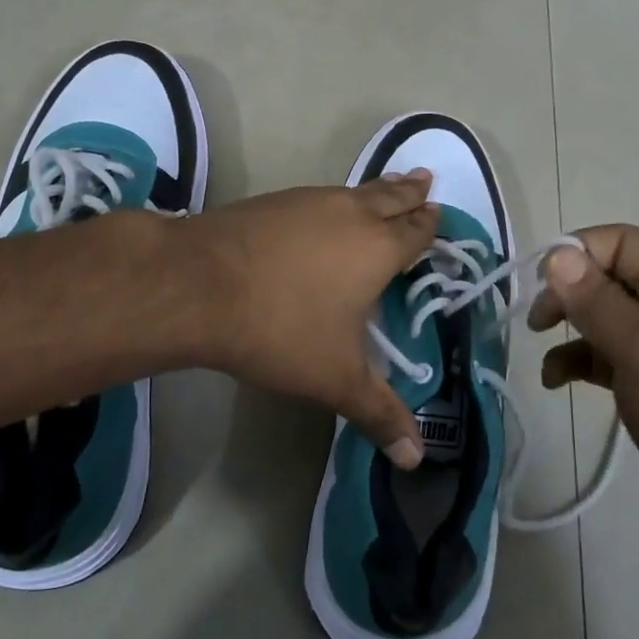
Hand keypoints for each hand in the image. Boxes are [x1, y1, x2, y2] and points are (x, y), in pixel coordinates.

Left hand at [178, 172, 438, 467]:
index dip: (430, 225)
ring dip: (375, 190)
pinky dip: (333, 199)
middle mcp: (348, 214)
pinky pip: (316, 196)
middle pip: (389, 196)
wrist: (198, 286)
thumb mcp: (336, 380)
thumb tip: (414, 459)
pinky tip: (321, 210)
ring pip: (353, 190)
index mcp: (377, 249)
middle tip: (426, 179)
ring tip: (386, 187)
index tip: (440, 214)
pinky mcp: (271, 202)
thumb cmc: (280, 330)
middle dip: (410, 192)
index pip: (415, 232)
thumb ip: (379, 414)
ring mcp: (306, 202)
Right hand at [528, 225, 638, 546]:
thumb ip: (596, 300)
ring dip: (569, 328)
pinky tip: (555, 380)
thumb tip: (555, 255)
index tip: (540, 286)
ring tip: (544, 349)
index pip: (622, 241)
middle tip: (539, 321)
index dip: (576, 254)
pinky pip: (604, 351)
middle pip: (609, 275)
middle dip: (569, 293)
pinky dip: (577, 359)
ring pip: (602, 313)